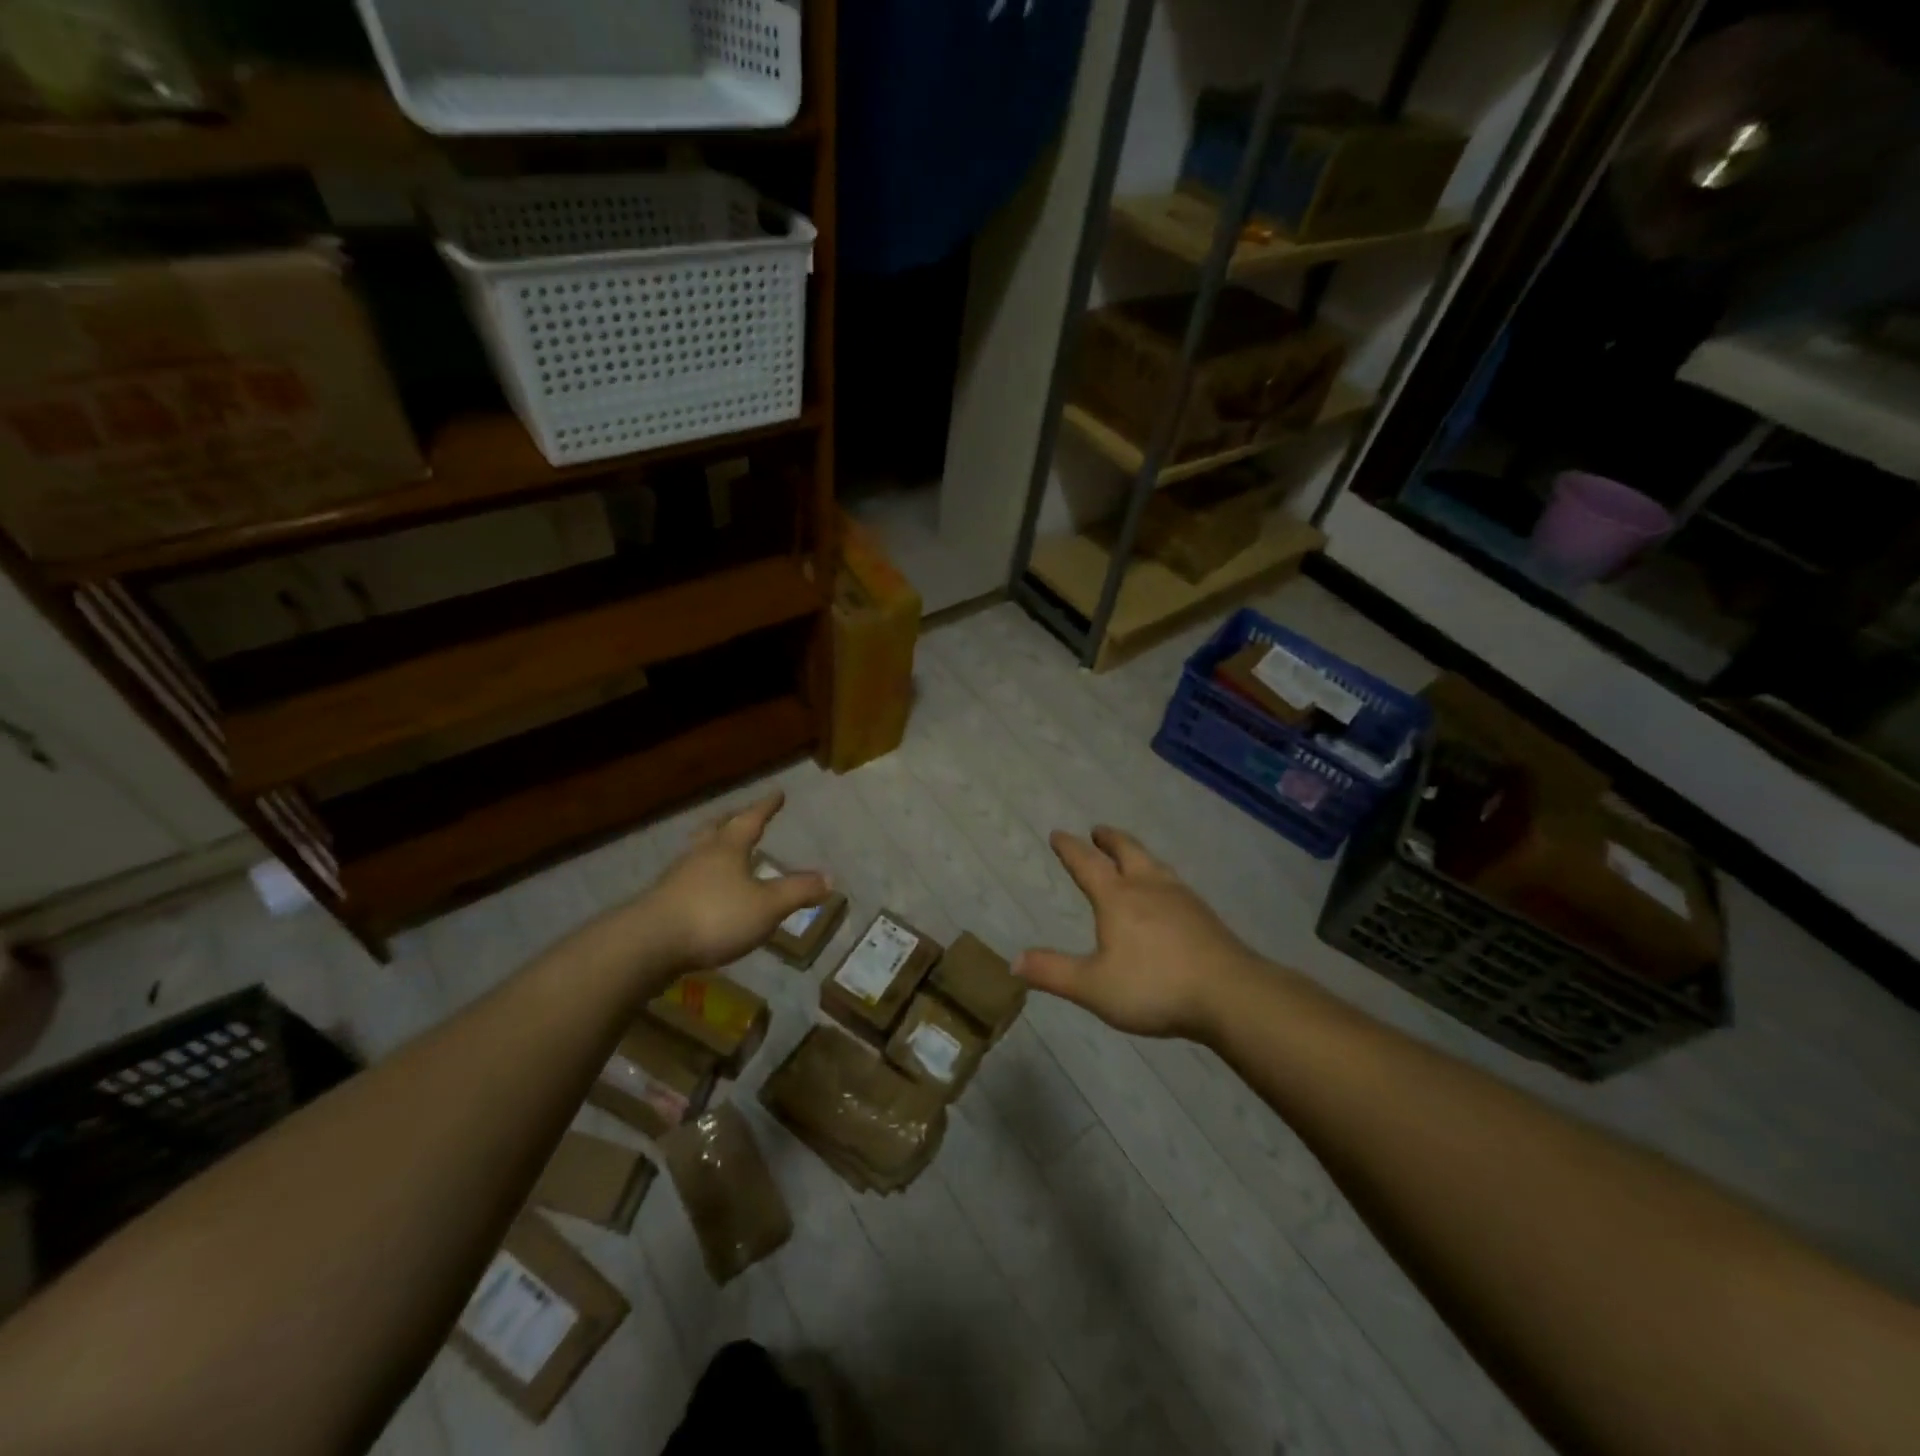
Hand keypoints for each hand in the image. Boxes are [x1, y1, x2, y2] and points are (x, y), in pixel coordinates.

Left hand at [634, 792, 830, 971]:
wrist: (649, 944)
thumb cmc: (715, 916)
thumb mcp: (767, 906)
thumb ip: (797, 891)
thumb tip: (829, 878)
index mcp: (727, 848)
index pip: (750, 820)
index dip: (766, 807)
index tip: (777, 793)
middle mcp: (701, 856)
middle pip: (716, 829)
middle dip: (732, 820)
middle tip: (741, 814)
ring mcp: (677, 879)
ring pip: (698, 853)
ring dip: (712, 848)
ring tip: (722, 851)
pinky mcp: (662, 904)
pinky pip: (687, 881)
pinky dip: (701, 877)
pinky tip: (704, 891)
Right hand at [1016, 826, 1263, 1039]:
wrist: (1229, 993)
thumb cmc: (1154, 986)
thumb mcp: (1093, 986)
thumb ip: (1053, 972)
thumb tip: (1014, 961)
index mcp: (1117, 898)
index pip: (1087, 863)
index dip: (1070, 848)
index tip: (1058, 834)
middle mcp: (1148, 887)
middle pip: (1127, 851)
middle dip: (1109, 839)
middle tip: (1098, 830)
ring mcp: (1181, 898)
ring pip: (1154, 864)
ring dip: (1137, 853)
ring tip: (1132, 855)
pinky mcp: (1204, 915)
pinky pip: (1174, 883)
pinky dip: (1160, 876)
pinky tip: (1168, 893)